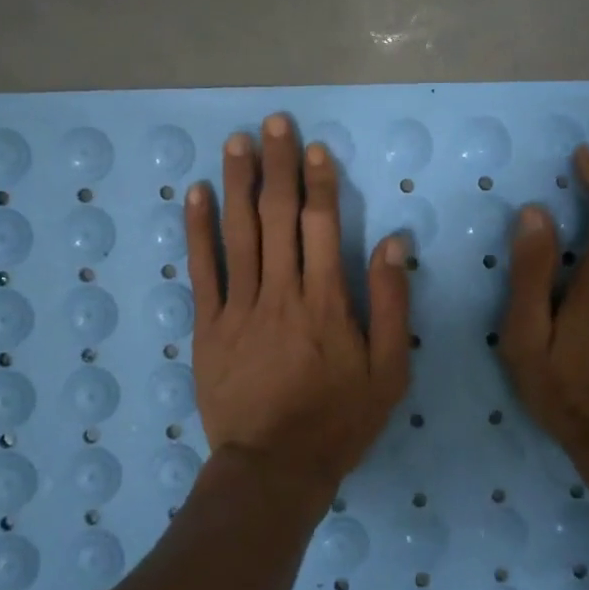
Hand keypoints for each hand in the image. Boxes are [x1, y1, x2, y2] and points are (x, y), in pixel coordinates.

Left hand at [185, 114, 412, 501]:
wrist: (275, 467)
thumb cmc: (339, 420)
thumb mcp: (390, 371)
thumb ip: (392, 304)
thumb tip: (392, 242)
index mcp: (327, 301)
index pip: (322, 224)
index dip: (318, 181)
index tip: (313, 147)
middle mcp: (282, 291)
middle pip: (278, 216)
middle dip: (278, 165)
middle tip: (274, 122)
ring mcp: (239, 307)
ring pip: (239, 232)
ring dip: (238, 183)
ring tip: (237, 142)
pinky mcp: (208, 325)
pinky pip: (202, 270)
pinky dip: (197, 230)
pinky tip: (196, 194)